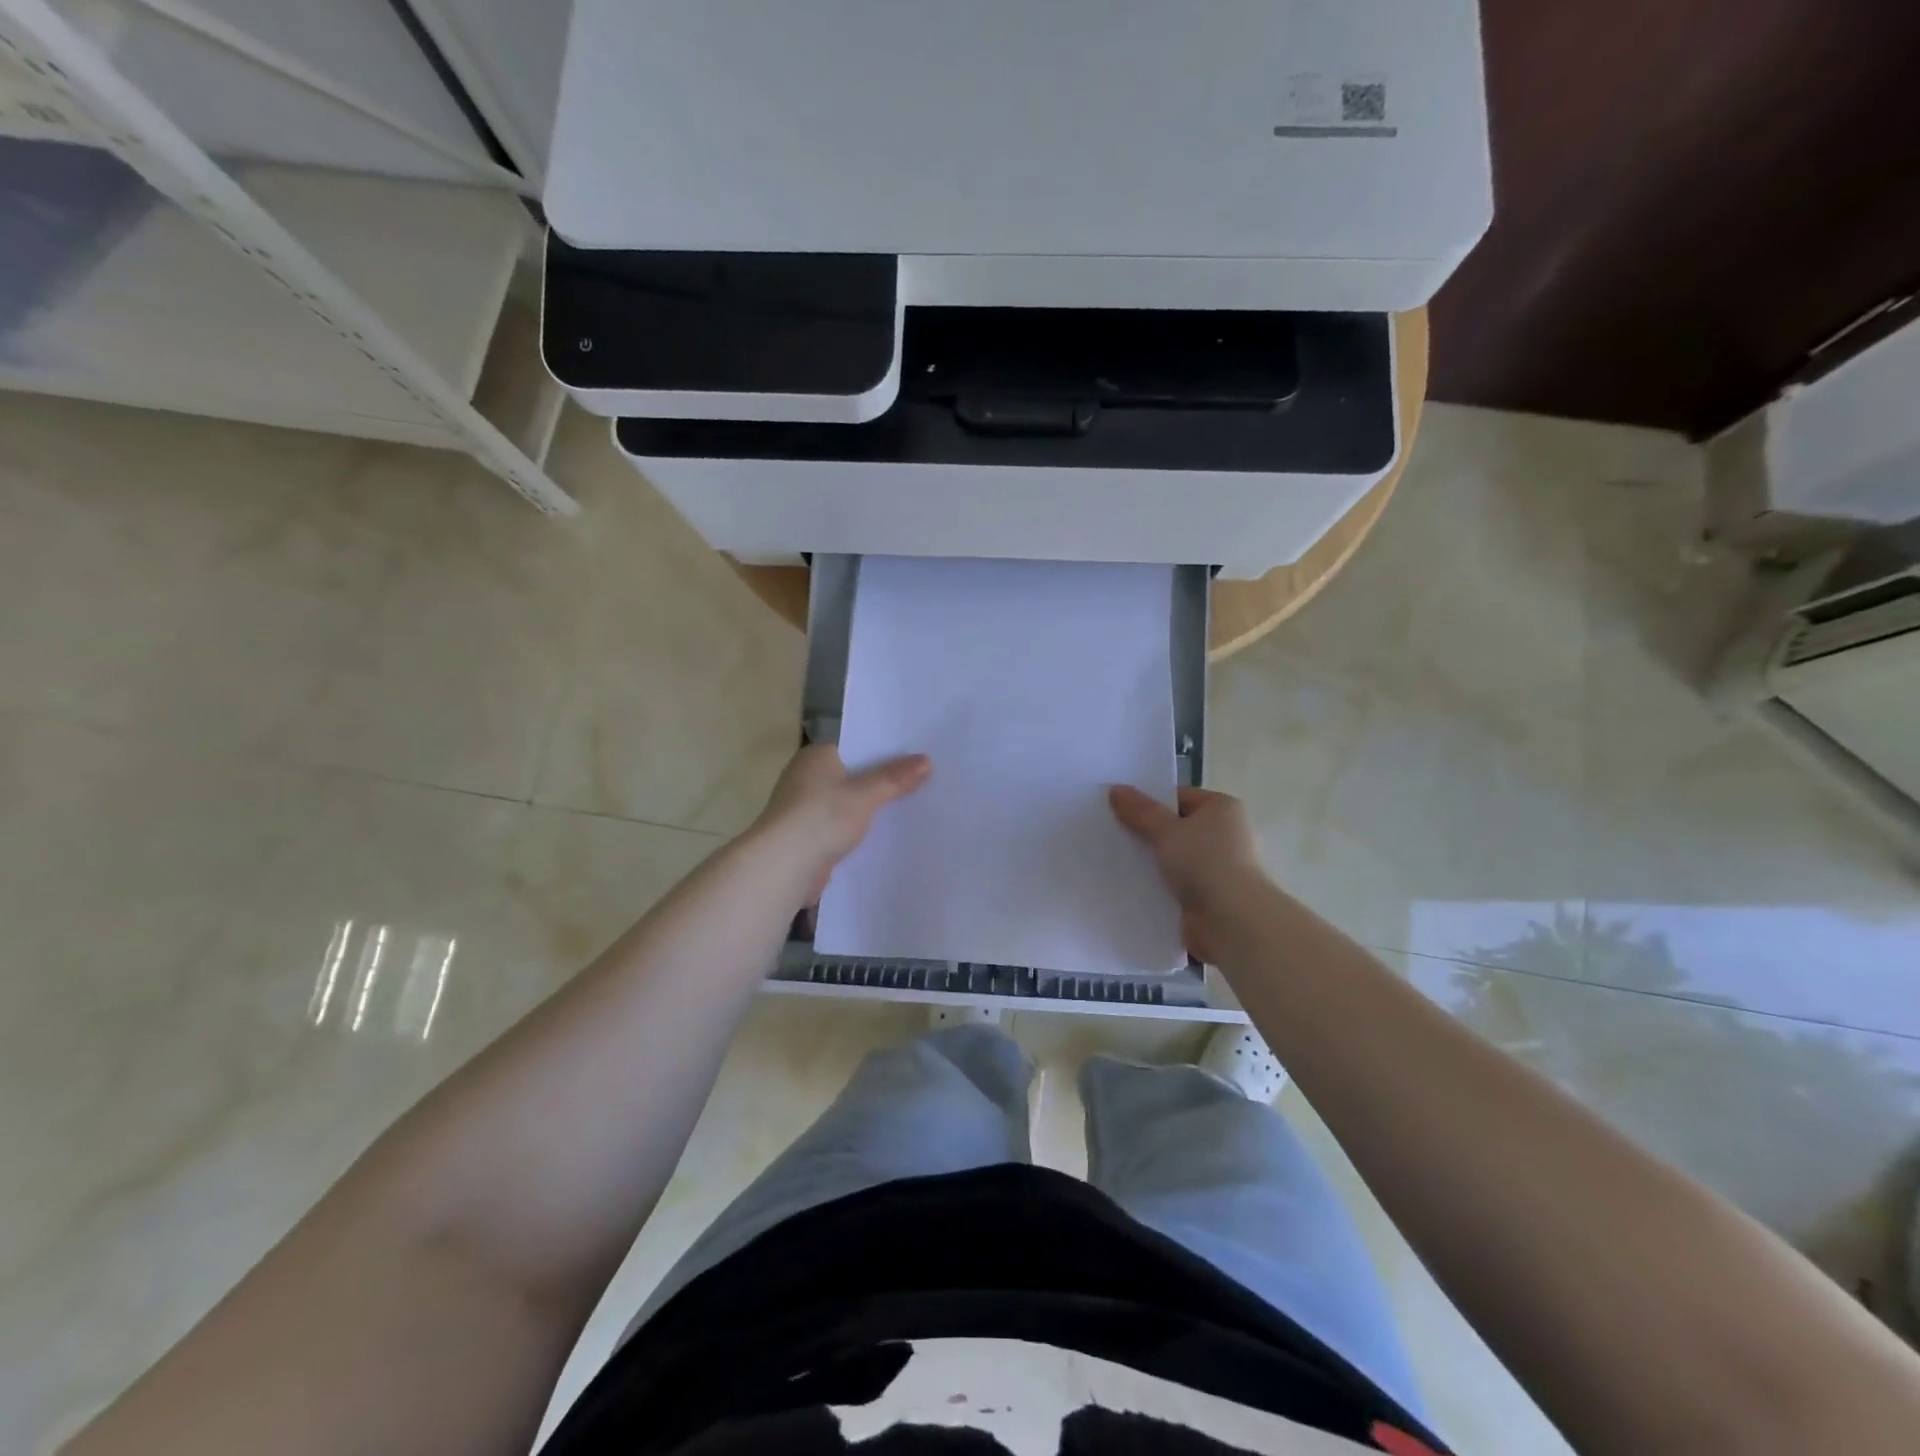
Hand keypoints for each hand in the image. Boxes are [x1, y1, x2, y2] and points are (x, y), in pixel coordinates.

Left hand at [753, 745, 931, 903]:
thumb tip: (926, 760)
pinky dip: (856, 832)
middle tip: (920, 784)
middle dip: (879, 783)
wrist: (783, 866)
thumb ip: (895, 779)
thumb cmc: (821, 817)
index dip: (883, 753)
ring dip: (867, 810)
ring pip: (846, 804)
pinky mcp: (805, 836)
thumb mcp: (865, 795)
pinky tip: (882, 838)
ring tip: (908, 810)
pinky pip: (839, 828)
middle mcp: (805, 776)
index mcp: (816, 756)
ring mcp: (803, 808)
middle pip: (852, 776)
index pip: (855, 747)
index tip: (913, 759)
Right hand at [1109, 785, 1268, 962]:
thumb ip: (1140, 811)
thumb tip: (1116, 789)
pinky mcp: (1209, 895)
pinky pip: (1176, 884)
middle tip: (1113, 834)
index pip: (1180, 797)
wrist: (1231, 920)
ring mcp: (1218, 867)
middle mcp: (1225, 834)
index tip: (1120, 811)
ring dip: (1152, 862)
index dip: (1151, 802)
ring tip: (1116, 860)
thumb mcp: (1166, 830)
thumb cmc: (1204, 862)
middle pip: (1176, 828)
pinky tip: (1131, 886)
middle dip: (1148, 833)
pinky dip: (1159, 885)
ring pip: (1175, 858)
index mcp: (1222, 809)